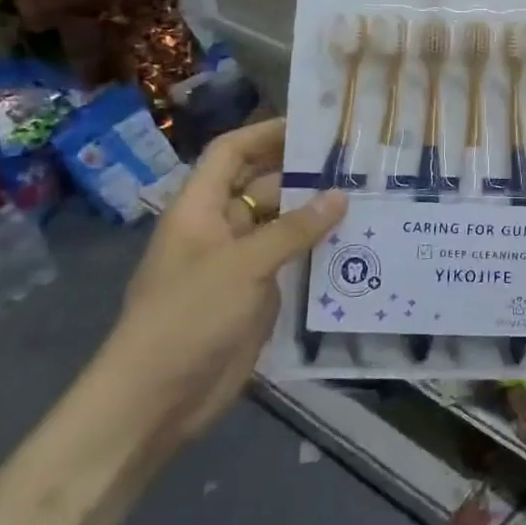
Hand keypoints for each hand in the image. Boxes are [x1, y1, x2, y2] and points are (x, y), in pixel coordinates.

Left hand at [91, 118, 344, 452]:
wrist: (157, 400)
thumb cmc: (187, 319)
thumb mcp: (242, 267)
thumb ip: (293, 230)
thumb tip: (340, 196)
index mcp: (199, 210)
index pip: (230, 154)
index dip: (265, 133)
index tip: (313, 125)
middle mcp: (220, 229)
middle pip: (262, 186)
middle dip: (302, 172)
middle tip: (356, 161)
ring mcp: (239, 263)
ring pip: (282, 225)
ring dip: (317, 213)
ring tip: (368, 198)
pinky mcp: (257, 294)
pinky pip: (292, 261)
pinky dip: (319, 250)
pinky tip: (357, 244)